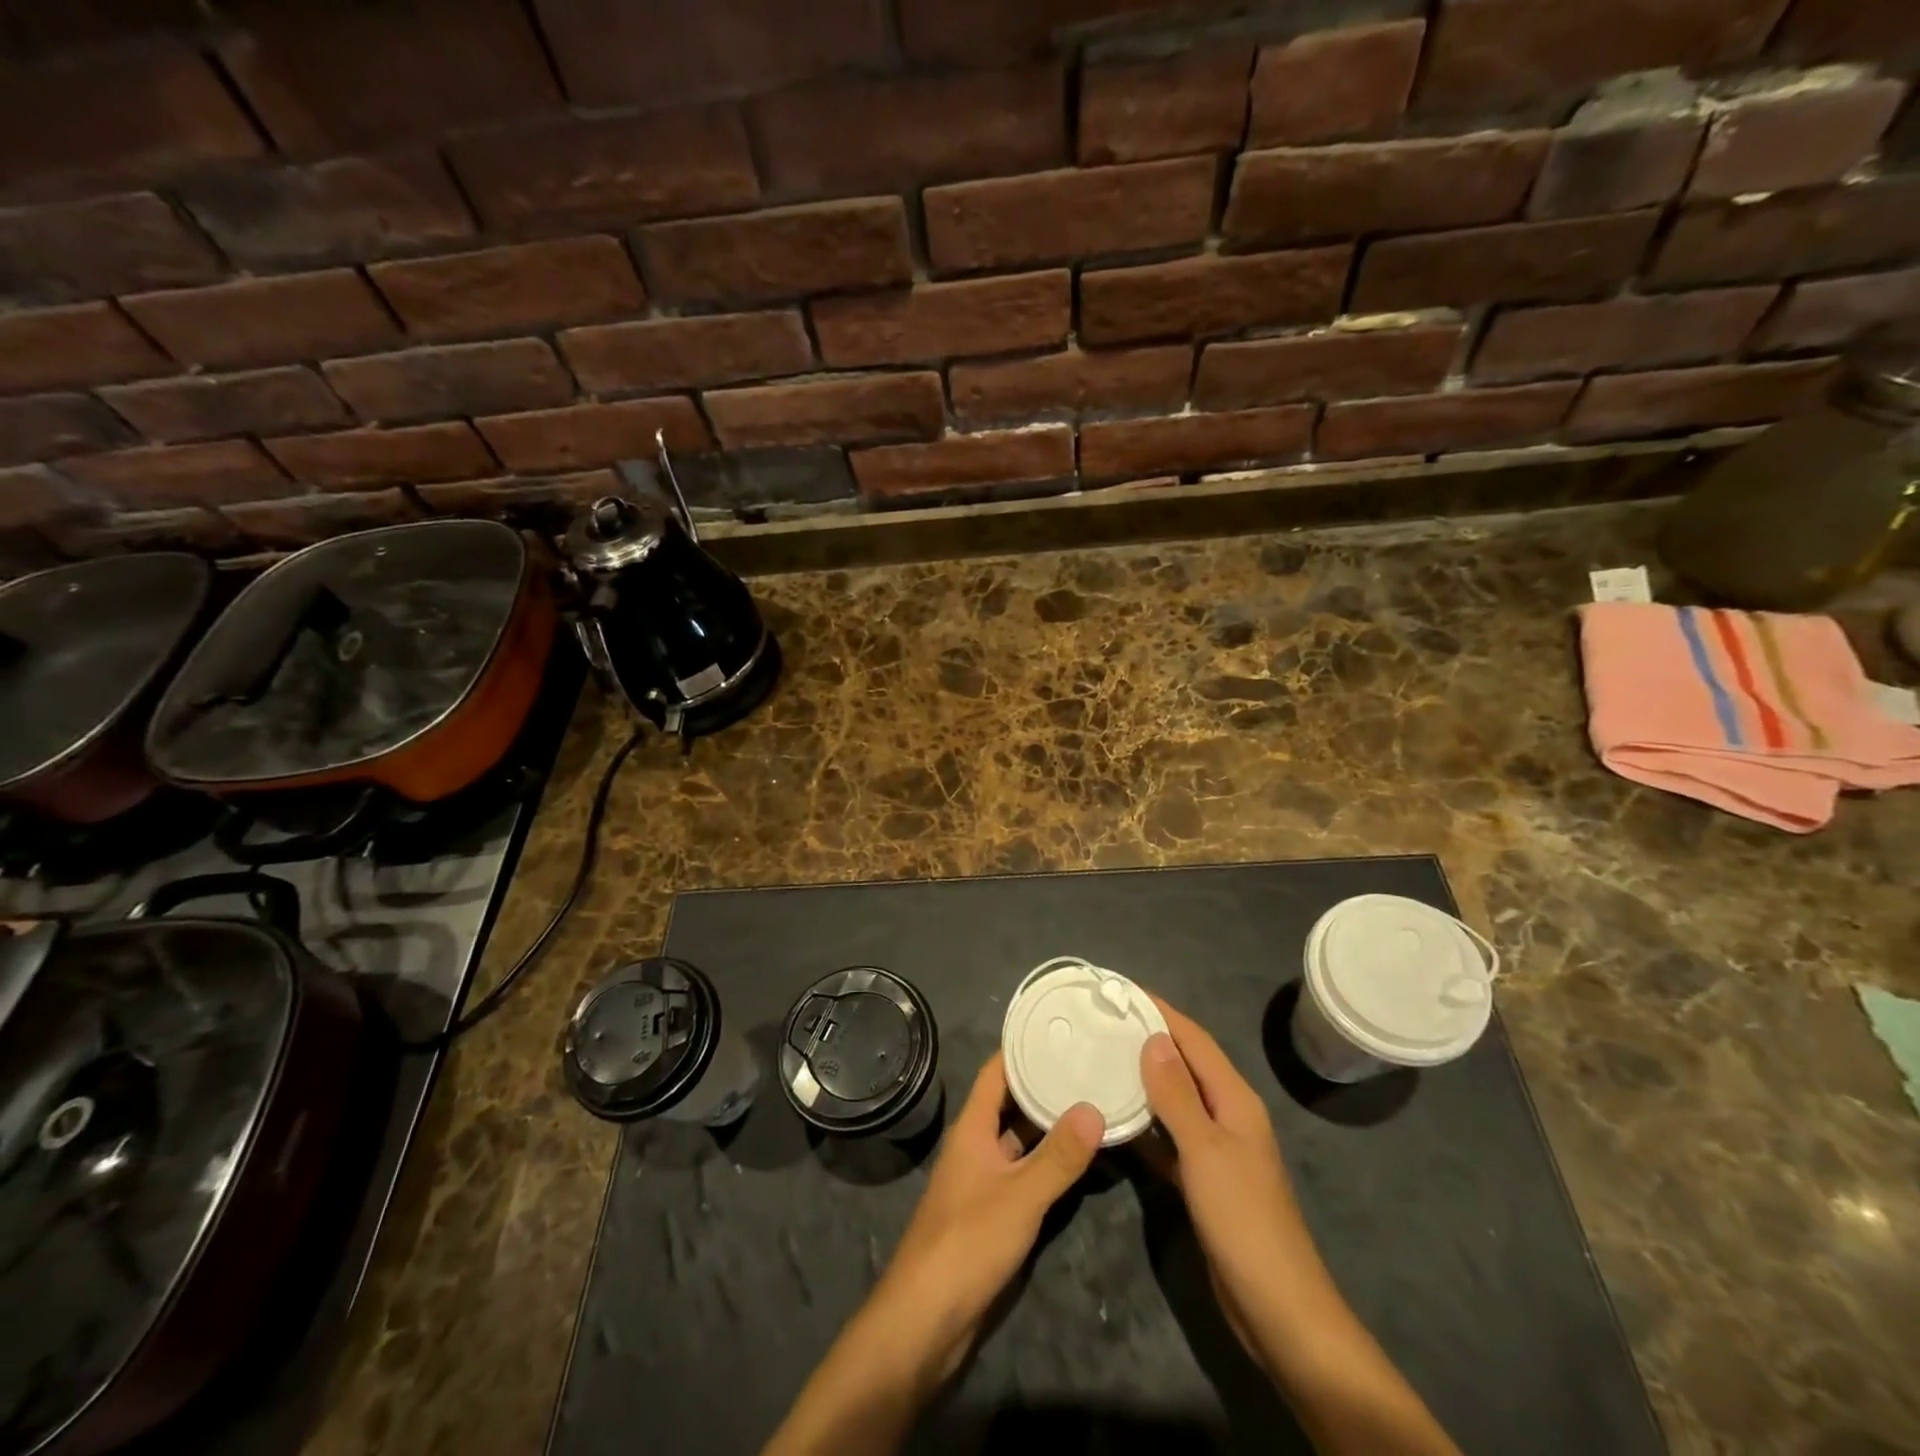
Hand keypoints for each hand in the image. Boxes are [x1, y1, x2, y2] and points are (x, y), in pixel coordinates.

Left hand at [866, 1054, 1103, 1384]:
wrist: (926, 1318)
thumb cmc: (967, 1242)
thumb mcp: (1020, 1196)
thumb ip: (1058, 1156)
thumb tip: (1093, 1108)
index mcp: (973, 1127)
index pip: (998, 1071)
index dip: (1024, 1048)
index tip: (1061, 1029)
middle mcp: (977, 1144)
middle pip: (1012, 1102)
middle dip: (1045, 1084)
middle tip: (1090, 1063)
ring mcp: (985, 1178)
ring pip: (1021, 1139)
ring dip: (1050, 1124)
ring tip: (1093, 1100)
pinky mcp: (994, 1211)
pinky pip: (1025, 1172)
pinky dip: (1049, 1161)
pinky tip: (1080, 1158)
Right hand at [1137, 999, 1316, 1364]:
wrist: (1277, 1308)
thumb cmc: (1243, 1219)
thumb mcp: (1206, 1151)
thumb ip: (1177, 1095)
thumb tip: (1154, 1038)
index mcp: (1235, 1100)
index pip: (1194, 1040)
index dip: (1161, 1012)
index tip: (1121, 991)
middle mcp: (1226, 1115)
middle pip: (1184, 1065)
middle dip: (1148, 1039)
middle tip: (1102, 1021)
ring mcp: (1215, 1149)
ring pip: (1173, 1100)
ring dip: (1142, 1079)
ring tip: (1099, 1058)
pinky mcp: (1201, 1179)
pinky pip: (1167, 1137)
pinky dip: (1144, 1124)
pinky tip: (1113, 1118)